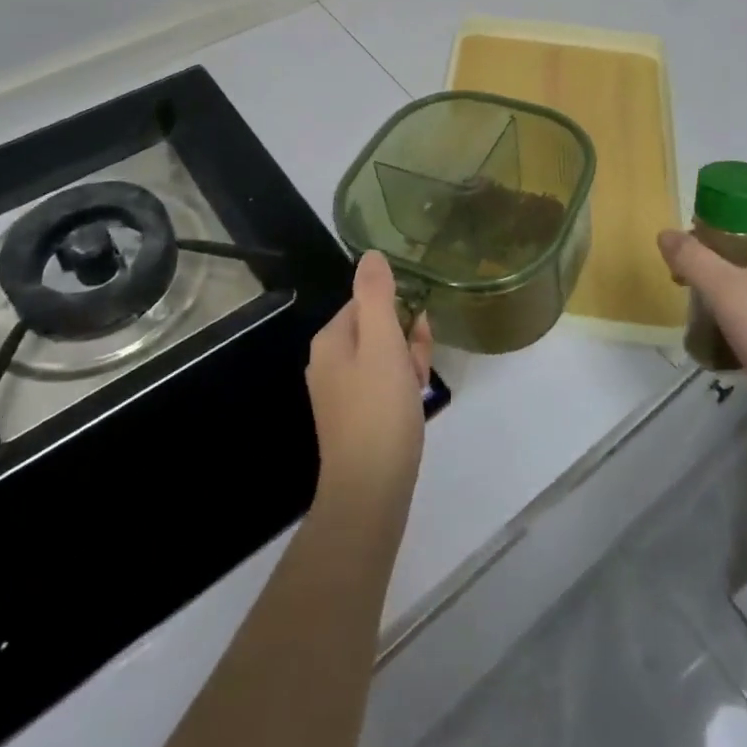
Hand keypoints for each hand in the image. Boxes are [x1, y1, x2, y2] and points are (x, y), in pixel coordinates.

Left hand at [306, 251, 433, 518]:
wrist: (369, 492)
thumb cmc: (378, 411)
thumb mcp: (382, 343)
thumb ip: (377, 295)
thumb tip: (371, 254)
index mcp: (331, 340)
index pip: (369, 302)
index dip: (400, 313)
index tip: (416, 335)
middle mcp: (329, 362)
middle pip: (379, 329)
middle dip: (407, 342)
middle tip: (417, 370)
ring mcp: (341, 393)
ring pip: (386, 358)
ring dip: (409, 366)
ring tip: (416, 392)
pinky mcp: (355, 418)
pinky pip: (383, 386)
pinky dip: (402, 390)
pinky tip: (412, 407)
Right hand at [658, 202, 746, 410]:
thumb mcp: (725, 290)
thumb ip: (691, 257)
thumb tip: (665, 234)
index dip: (723, 201)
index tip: (694, 221)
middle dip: (714, 236)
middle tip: (685, 254)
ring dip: (720, 264)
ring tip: (689, 281)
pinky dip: (733, 288)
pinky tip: (712, 307)